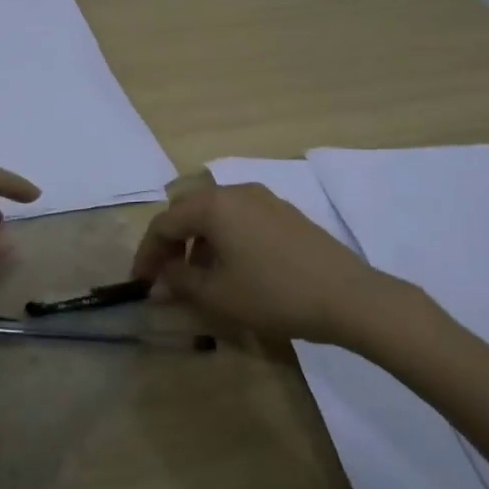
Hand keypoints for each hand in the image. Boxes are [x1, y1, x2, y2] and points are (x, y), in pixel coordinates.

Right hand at [130, 181, 412, 345]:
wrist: (348, 297)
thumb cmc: (273, 294)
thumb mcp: (217, 294)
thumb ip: (179, 282)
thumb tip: (159, 280)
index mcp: (214, 205)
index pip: (164, 223)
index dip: (146, 254)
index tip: (140, 283)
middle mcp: (236, 191)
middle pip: (188, 211)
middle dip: (171, 244)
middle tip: (164, 277)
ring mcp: (265, 200)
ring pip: (216, 215)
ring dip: (198, 242)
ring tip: (197, 278)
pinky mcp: (286, 214)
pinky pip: (240, 220)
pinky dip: (224, 240)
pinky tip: (232, 270)